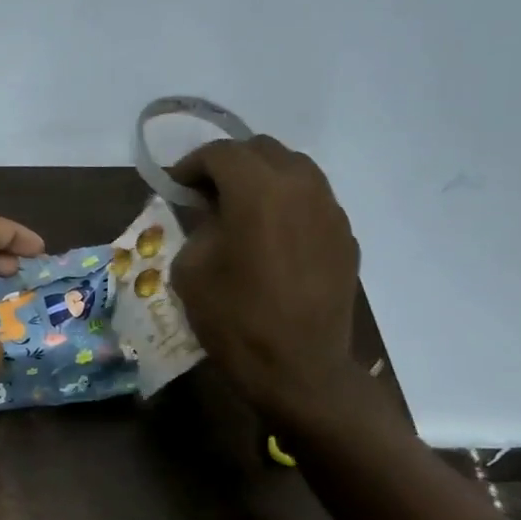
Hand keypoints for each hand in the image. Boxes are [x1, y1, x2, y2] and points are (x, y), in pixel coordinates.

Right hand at [169, 137, 364, 429]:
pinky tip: (271, 236)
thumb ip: (198, 227)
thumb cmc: (235, 319)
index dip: (191, 164)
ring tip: (240, 210)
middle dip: (229, 164)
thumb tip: (209, 214)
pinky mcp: (345, 236)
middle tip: (206, 194)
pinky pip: (312, 201)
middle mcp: (301, 187)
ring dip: (262, 179)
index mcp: (258, 191)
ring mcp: (330, 210)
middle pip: (262, 150)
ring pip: (294, 170)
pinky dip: (287, 204)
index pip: (221, 153)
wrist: (299, 369)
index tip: (175, 186)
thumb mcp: (192, 269)